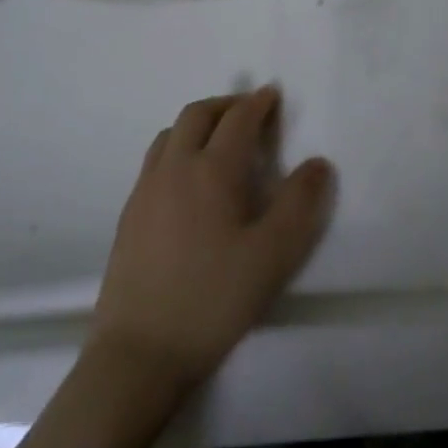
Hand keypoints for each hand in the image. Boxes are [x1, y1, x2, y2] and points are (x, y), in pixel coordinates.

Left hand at [90, 87, 334, 394]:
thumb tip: (317, 163)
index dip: (258, 103)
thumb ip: (299, 204)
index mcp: (210, 171)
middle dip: (226, 105)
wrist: (139, 351)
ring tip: (219, 140)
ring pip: (170, 135)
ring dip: (198, 123)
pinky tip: (188, 180)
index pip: (237, 120)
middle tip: (250, 112)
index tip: (273, 95)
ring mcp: (145, 191)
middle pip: (197, 115)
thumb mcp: (272, 255)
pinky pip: (155, 160)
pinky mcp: (129, 215)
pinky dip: (178, 148)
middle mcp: (173, 169)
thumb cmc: (213, 299)